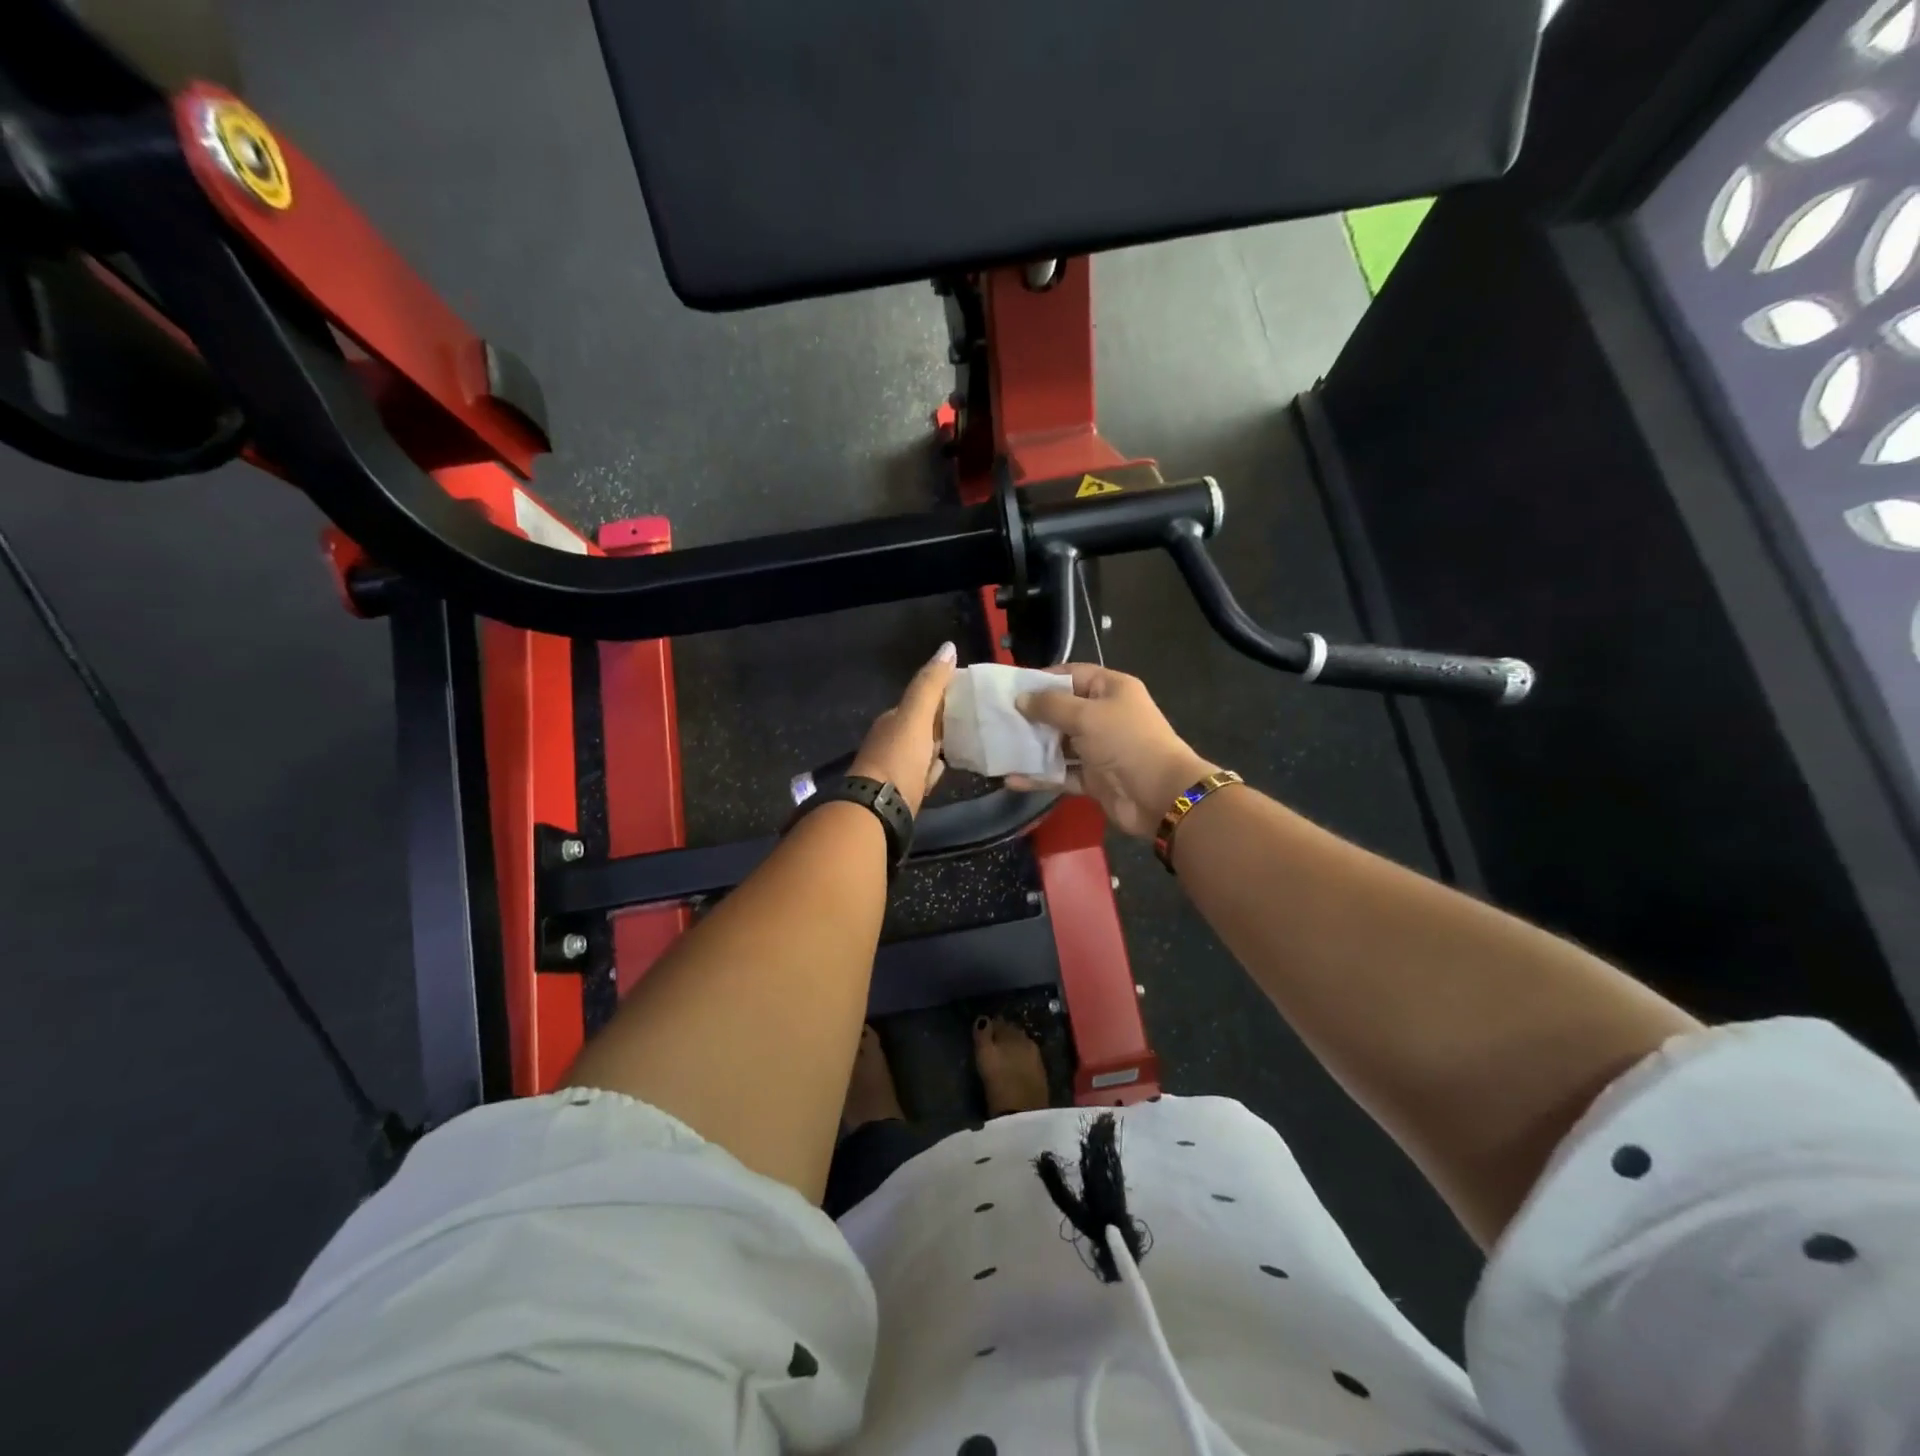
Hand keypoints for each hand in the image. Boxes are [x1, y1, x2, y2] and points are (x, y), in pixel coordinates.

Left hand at [848, 642, 958, 815]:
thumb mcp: (915, 716)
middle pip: (925, 725)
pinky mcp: (904, 790)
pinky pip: (925, 772)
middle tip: (977, 719)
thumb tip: (948, 646)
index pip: (922, 700)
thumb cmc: (898, 758)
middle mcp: (892, 739)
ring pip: (926, 749)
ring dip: (942, 746)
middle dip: (945, 721)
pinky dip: (936, 769)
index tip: (971, 693)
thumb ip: (930, 684)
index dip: (944, 694)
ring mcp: (897, 766)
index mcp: (894, 718)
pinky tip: (948, 769)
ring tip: (971, 742)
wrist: (878, 808)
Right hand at [1010, 664, 1215, 836]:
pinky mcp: (1093, 778)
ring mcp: (1099, 749)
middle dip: (1032, 715)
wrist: (1160, 794)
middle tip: (998, 718)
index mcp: (1111, 690)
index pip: (1072, 675)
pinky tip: (1012, 779)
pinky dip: (1040, 776)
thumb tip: (1021, 699)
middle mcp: (1105, 716)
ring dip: (1033, 747)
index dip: (1043, 679)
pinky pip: (1061, 774)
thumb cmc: (1125, 742)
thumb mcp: (1087, 715)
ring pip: (1059, 744)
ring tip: (998, 747)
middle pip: (1062, 710)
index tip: (1011, 687)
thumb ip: (1051, 706)